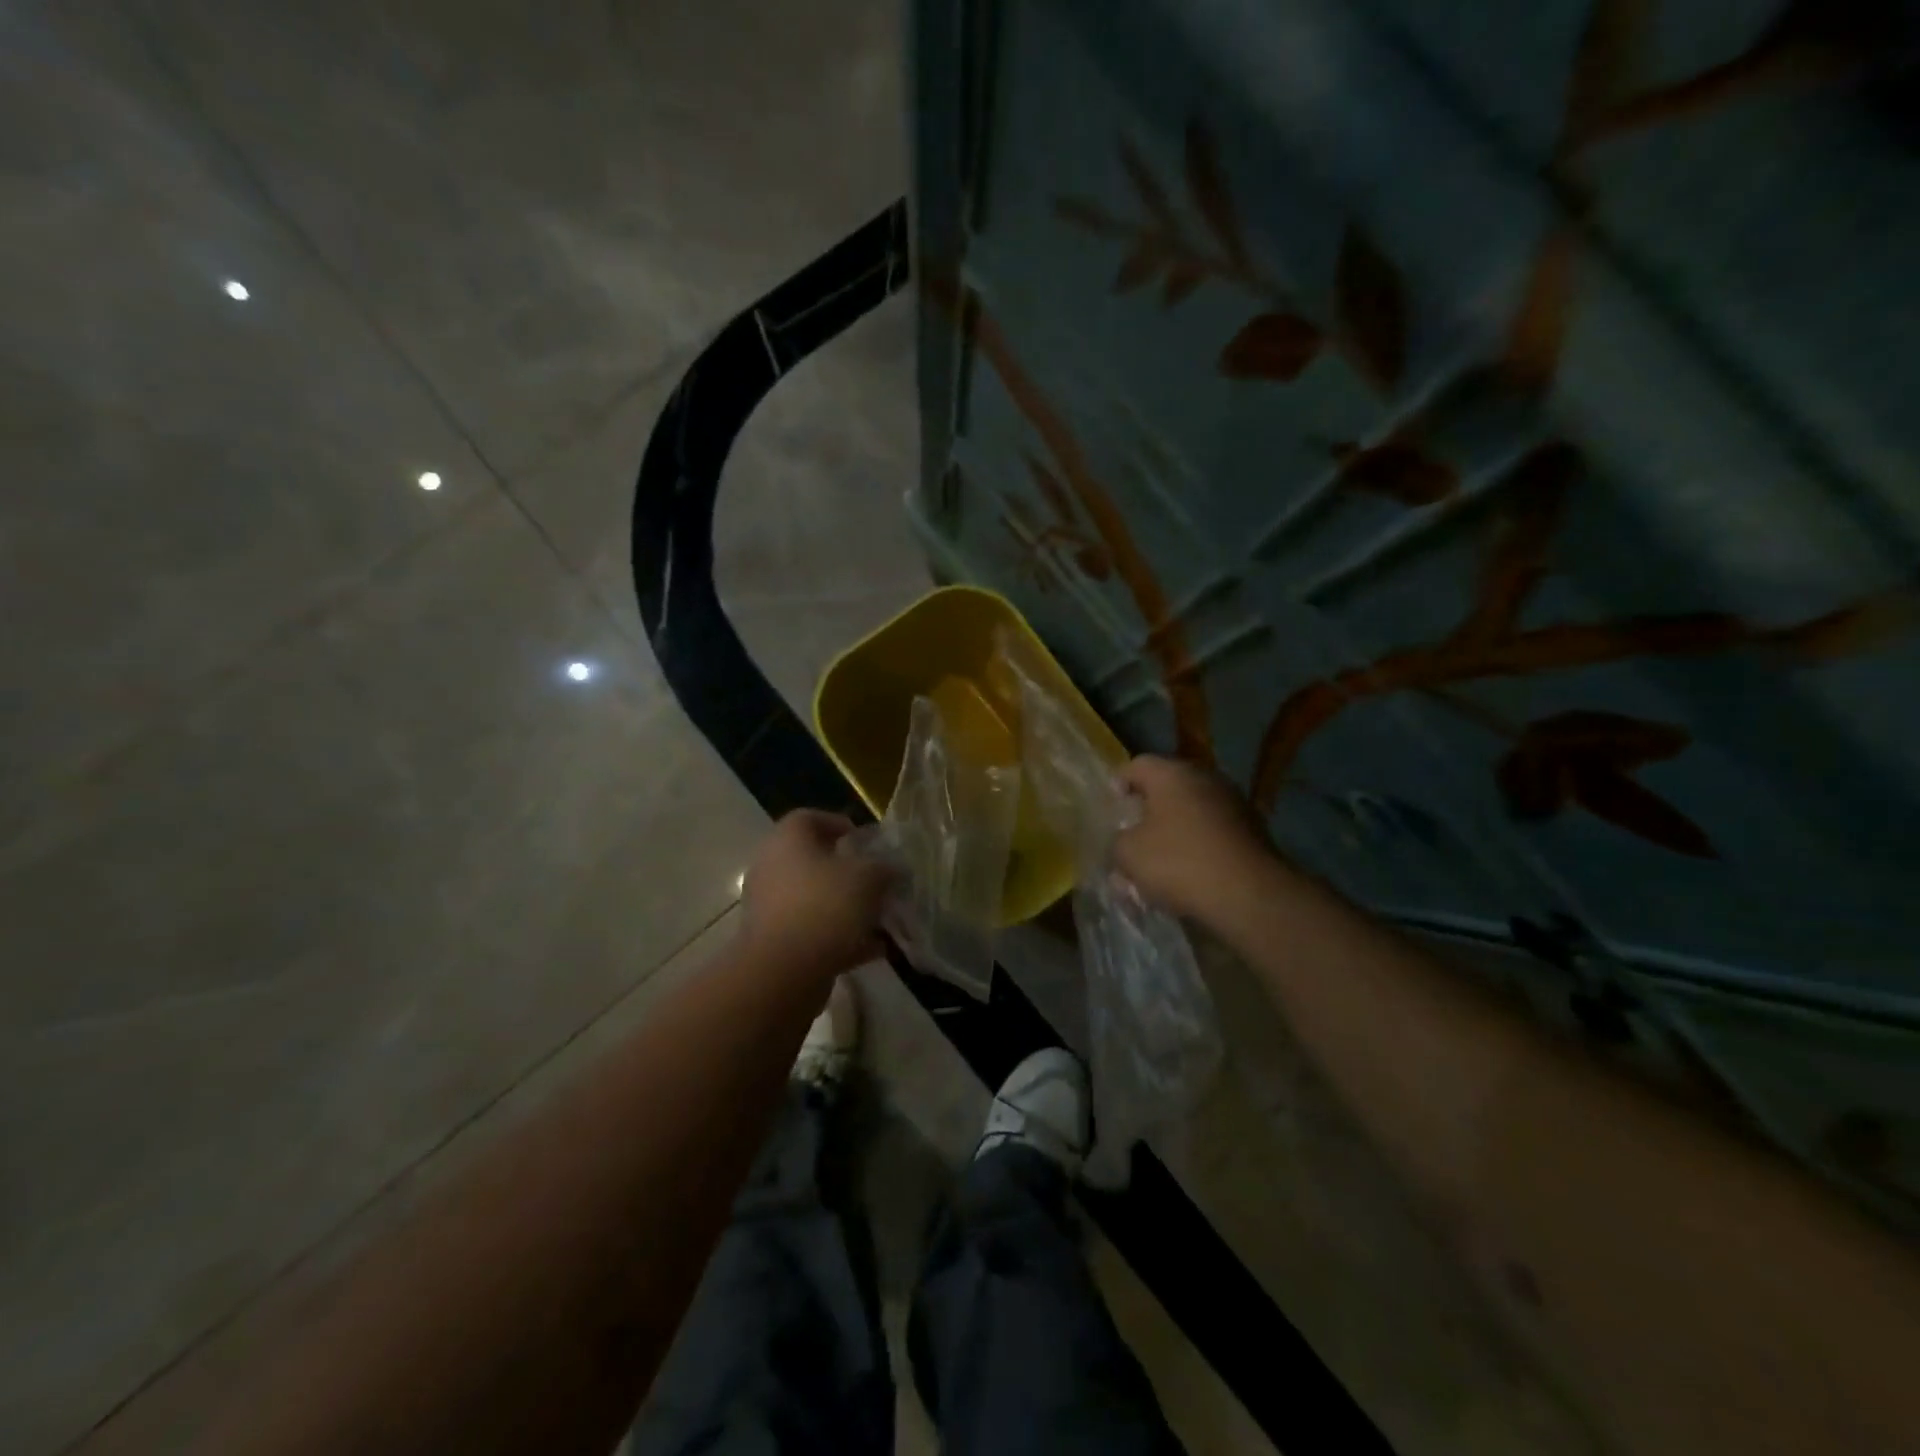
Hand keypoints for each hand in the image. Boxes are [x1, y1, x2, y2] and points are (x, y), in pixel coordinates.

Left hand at [740, 811, 894, 978]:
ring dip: (848, 907)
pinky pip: (813, 931)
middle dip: (850, 872)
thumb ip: (884, 868)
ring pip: (816, 899)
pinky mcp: (774, 943)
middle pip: (814, 861)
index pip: (810, 818)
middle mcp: (772, 868)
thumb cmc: (825, 906)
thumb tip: (892, 868)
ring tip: (882, 919)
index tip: (867, 841)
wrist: (783, 972)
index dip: (840, 824)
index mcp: (787, 840)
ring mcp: (770, 907)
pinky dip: (841, 937)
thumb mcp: (869, 878)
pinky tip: (874, 949)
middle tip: (879, 881)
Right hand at [1114, 755, 1273, 923]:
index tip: (1111, 808)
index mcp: (1172, 774)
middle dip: (1148, 811)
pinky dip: (1198, 845)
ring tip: (1159, 862)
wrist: (1249, 895)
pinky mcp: (1253, 830)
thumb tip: (1124, 842)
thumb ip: (1117, 842)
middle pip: (1167, 787)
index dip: (1118, 784)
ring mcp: (1234, 803)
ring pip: (1191, 811)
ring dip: (1174, 830)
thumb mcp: (1129, 854)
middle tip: (1132, 835)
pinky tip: (1188, 873)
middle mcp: (1205, 778)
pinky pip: (1213, 831)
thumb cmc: (1179, 862)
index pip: (1136, 765)